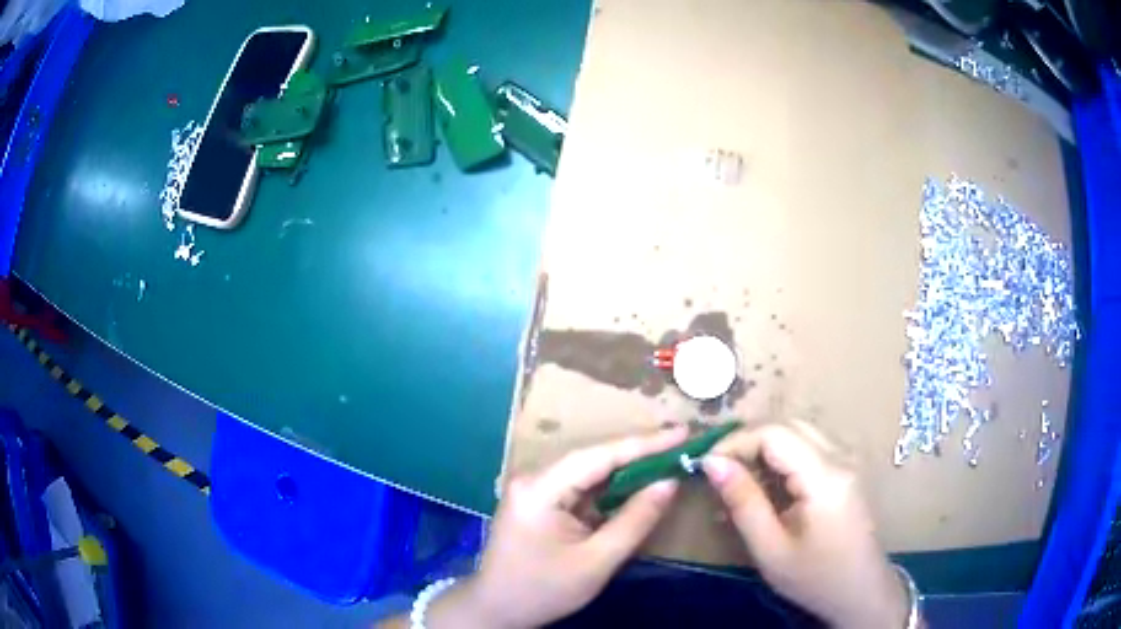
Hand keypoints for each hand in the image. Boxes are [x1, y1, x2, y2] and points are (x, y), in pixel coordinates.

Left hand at [431, 427, 687, 628]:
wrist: (496, 610)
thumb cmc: (543, 590)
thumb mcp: (596, 561)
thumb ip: (635, 520)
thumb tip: (669, 482)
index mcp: (540, 489)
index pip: (599, 456)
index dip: (644, 443)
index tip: (683, 432)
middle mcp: (533, 478)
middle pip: (593, 458)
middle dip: (638, 452)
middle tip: (682, 442)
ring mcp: (533, 489)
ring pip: (588, 471)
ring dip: (626, 468)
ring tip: (668, 457)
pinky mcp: (538, 502)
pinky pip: (580, 487)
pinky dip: (610, 487)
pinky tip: (637, 483)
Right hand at [702, 424, 908, 628]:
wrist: (860, 592)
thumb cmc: (814, 577)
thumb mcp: (770, 548)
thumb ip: (743, 502)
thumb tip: (711, 462)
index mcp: (825, 476)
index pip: (774, 432)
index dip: (735, 441)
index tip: (705, 466)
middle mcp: (840, 456)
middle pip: (788, 425)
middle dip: (748, 442)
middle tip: (718, 472)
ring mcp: (846, 461)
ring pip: (798, 433)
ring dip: (763, 449)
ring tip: (737, 482)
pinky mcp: (845, 471)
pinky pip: (809, 449)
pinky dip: (780, 459)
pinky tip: (765, 488)